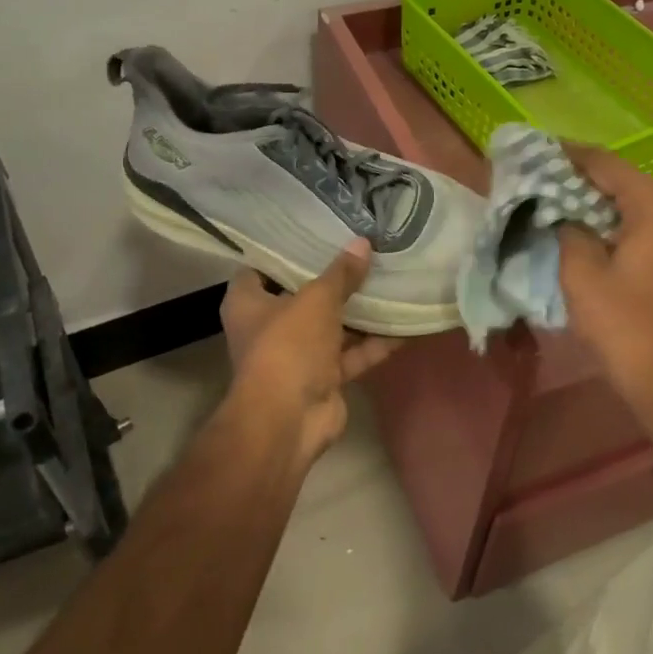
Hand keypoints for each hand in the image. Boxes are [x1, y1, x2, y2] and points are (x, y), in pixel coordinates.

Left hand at [219, 240, 400, 455]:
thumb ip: (341, 273)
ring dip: (359, 312)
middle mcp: (268, 327)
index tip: (315, 233)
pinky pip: (351, 354)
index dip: (284, 252)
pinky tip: (404, 324)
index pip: (260, 268)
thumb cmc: (288, 345)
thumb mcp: (317, 299)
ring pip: (331, 326)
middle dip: (332, 280)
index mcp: (248, 303)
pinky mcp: (323, 378)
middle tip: (363, 252)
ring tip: (390, 281)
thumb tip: (362, 243)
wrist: (290, 419)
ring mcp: (297, 355)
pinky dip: (374, 343)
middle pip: (302, 296)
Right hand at [558, 148, 652, 429]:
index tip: (537, 150)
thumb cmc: (625, 324)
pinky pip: (646, 226)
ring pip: (635, 203)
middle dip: (583, 177)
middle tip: (543, 177)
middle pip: (624, 180)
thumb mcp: (582, 274)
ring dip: (599, 201)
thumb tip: (563, 213)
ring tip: (560, 201)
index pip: (606, 164)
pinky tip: (589, 232)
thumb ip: (569, 231)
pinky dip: (616, 221)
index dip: (569, 154)